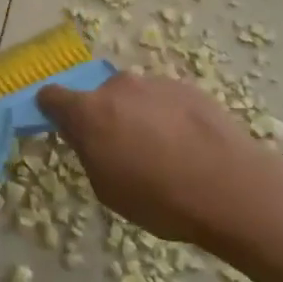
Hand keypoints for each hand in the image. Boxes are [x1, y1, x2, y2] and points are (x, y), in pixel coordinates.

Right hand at [36, 74, 266, 244]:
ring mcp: (154, 82)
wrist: (230, 187)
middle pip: (99, 97)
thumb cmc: (159, 198)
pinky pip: (164, 99)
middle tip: (123, 150)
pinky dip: (167, 116)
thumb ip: (89, 152)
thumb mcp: (107, 188)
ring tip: (164, 151)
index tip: (63, 127)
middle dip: (105, 117)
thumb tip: (89, 137)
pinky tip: (188, 146)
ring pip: (134, 97)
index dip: (53, 110)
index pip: (52, 96)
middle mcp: (118, 86)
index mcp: (89, 111)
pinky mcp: (187, 86)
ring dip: (138, 116)